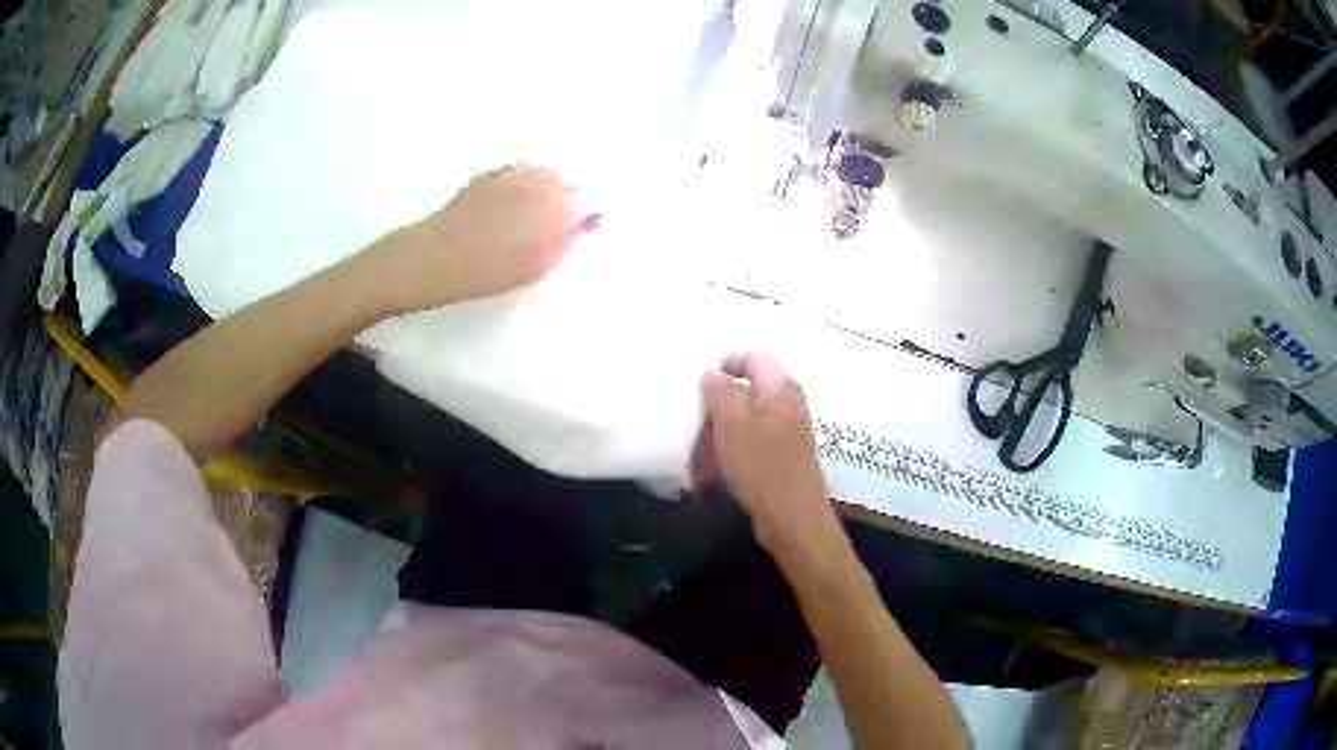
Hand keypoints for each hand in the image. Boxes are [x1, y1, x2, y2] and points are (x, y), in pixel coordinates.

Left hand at [371, 165, 600, 312]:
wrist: (430, 258)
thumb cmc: (485, 272)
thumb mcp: (536, 267)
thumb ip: (569, 241)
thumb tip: (592, 222)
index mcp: (556, 204)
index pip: (589, 197)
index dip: (590, 212)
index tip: (585, 229)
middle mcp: (538, 181)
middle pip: (568, 181)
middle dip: (571, 198)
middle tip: (560, 227)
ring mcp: (510, 174)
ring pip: (543, 174)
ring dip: (548, 189)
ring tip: (536, 216)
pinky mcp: (487, 176)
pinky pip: (519, 173)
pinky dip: (525, 184)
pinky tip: (515, 203)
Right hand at [694, 352, 838, 552]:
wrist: (793, 518)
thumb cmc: (762, 466)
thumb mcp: (732, 422)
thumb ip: (719, 390)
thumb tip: (711, 373)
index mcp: (780, 388)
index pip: (753, 357)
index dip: (726, 364)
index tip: (700, 387)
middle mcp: (788, 404)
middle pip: (747, 391)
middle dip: (717, 407)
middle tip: (695, 425)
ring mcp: (787, 433)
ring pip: (745, 421)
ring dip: (720, 434)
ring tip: (700, 455)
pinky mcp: (782, 458)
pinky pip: (750, 445)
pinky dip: (731, 453)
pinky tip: (715, 473)